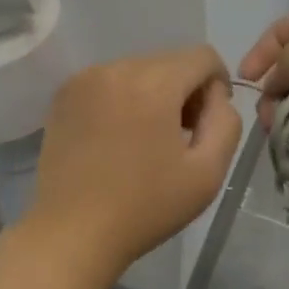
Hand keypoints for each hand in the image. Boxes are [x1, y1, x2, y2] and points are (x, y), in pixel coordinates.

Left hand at [24, 46, 243, 288]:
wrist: (71, 232)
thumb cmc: (145, 207)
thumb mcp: (208, 173)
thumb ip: (225, 122)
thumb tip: (215, 96)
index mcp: (153, 82)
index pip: (202, 56)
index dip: (217, 84)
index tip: (207, 123)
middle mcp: (117, 67)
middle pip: (169, 61)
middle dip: (184, 90)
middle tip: (180, 137)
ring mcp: (85, 78)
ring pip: (139, 70)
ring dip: (153, 93)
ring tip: (146, 140)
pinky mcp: (63, 94)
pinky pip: (109, 81)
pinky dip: (123, 99)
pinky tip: (117, 138)